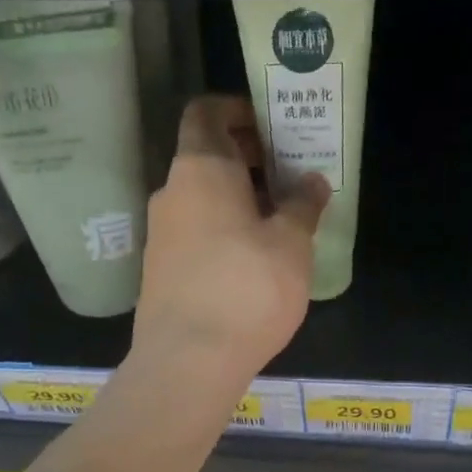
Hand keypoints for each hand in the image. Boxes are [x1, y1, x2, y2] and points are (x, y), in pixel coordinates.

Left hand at [131, 95, 328, 388]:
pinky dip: (220, 231)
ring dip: (236, 200)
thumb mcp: (291, 244)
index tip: (271, 127)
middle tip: (288, 176)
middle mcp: (171, 192)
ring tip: (279, 222)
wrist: (188, 360)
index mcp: (201, 168)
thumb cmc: (247, 288)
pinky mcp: (158, 270)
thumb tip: (312, 181)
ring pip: (200, 199)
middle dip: (246, 160)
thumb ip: (303, 205)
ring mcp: (160, 233)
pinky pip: (193, 233)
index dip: (237, 110)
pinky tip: (252, 261)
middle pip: (206, 157)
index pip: (206, 113)